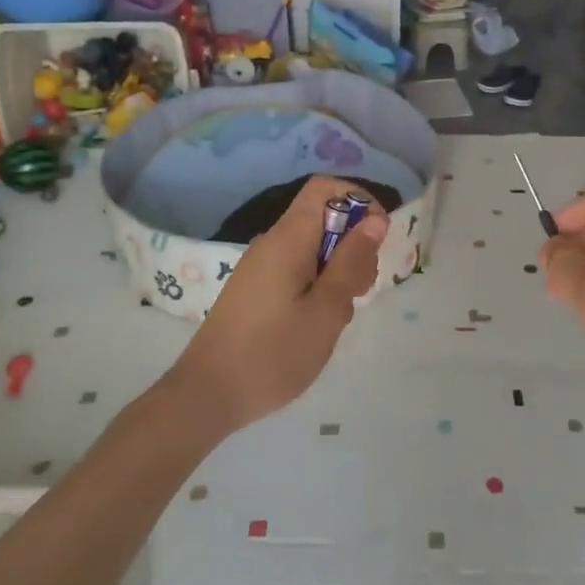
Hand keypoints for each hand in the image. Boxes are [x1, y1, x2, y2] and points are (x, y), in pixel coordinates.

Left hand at [169, 176, 388, 434]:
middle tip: (360, 290)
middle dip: (352, 245)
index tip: (377, 239)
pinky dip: (317, 287)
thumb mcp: (327, 309)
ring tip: (338, 316)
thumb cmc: (273, 353)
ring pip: (312, 250)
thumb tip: (375, 219)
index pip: (325, 188)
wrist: (207, 396)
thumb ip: (352, 261)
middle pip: (322, 220)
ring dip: (337, 272)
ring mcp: (260, 267)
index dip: (358, 200)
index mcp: (288, 238)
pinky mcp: (255, 290)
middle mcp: (272, 243)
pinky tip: (317, 325)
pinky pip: (296, 271)